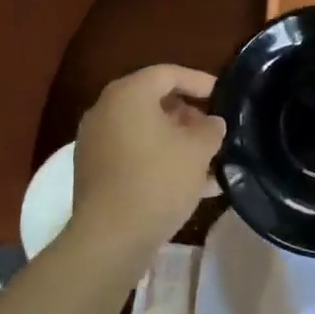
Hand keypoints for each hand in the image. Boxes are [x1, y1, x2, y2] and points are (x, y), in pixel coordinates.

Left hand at [69, 64, 224, 260]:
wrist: (109, 240)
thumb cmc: (157, 181)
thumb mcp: (198, 151)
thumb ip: (211, 129)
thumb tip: (212, 123)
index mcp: (128, 94)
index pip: (168, 73)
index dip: (198, 81)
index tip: (221, 94)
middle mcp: (106, 110)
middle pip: (152, 100)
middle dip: (186, 113)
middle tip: (211, 128)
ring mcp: (95, 142)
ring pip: (143, 130)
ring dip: (174, 140)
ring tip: (205, 158)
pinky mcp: (93, 172)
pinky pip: (132, 153)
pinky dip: (157, 159)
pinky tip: (186, 183)